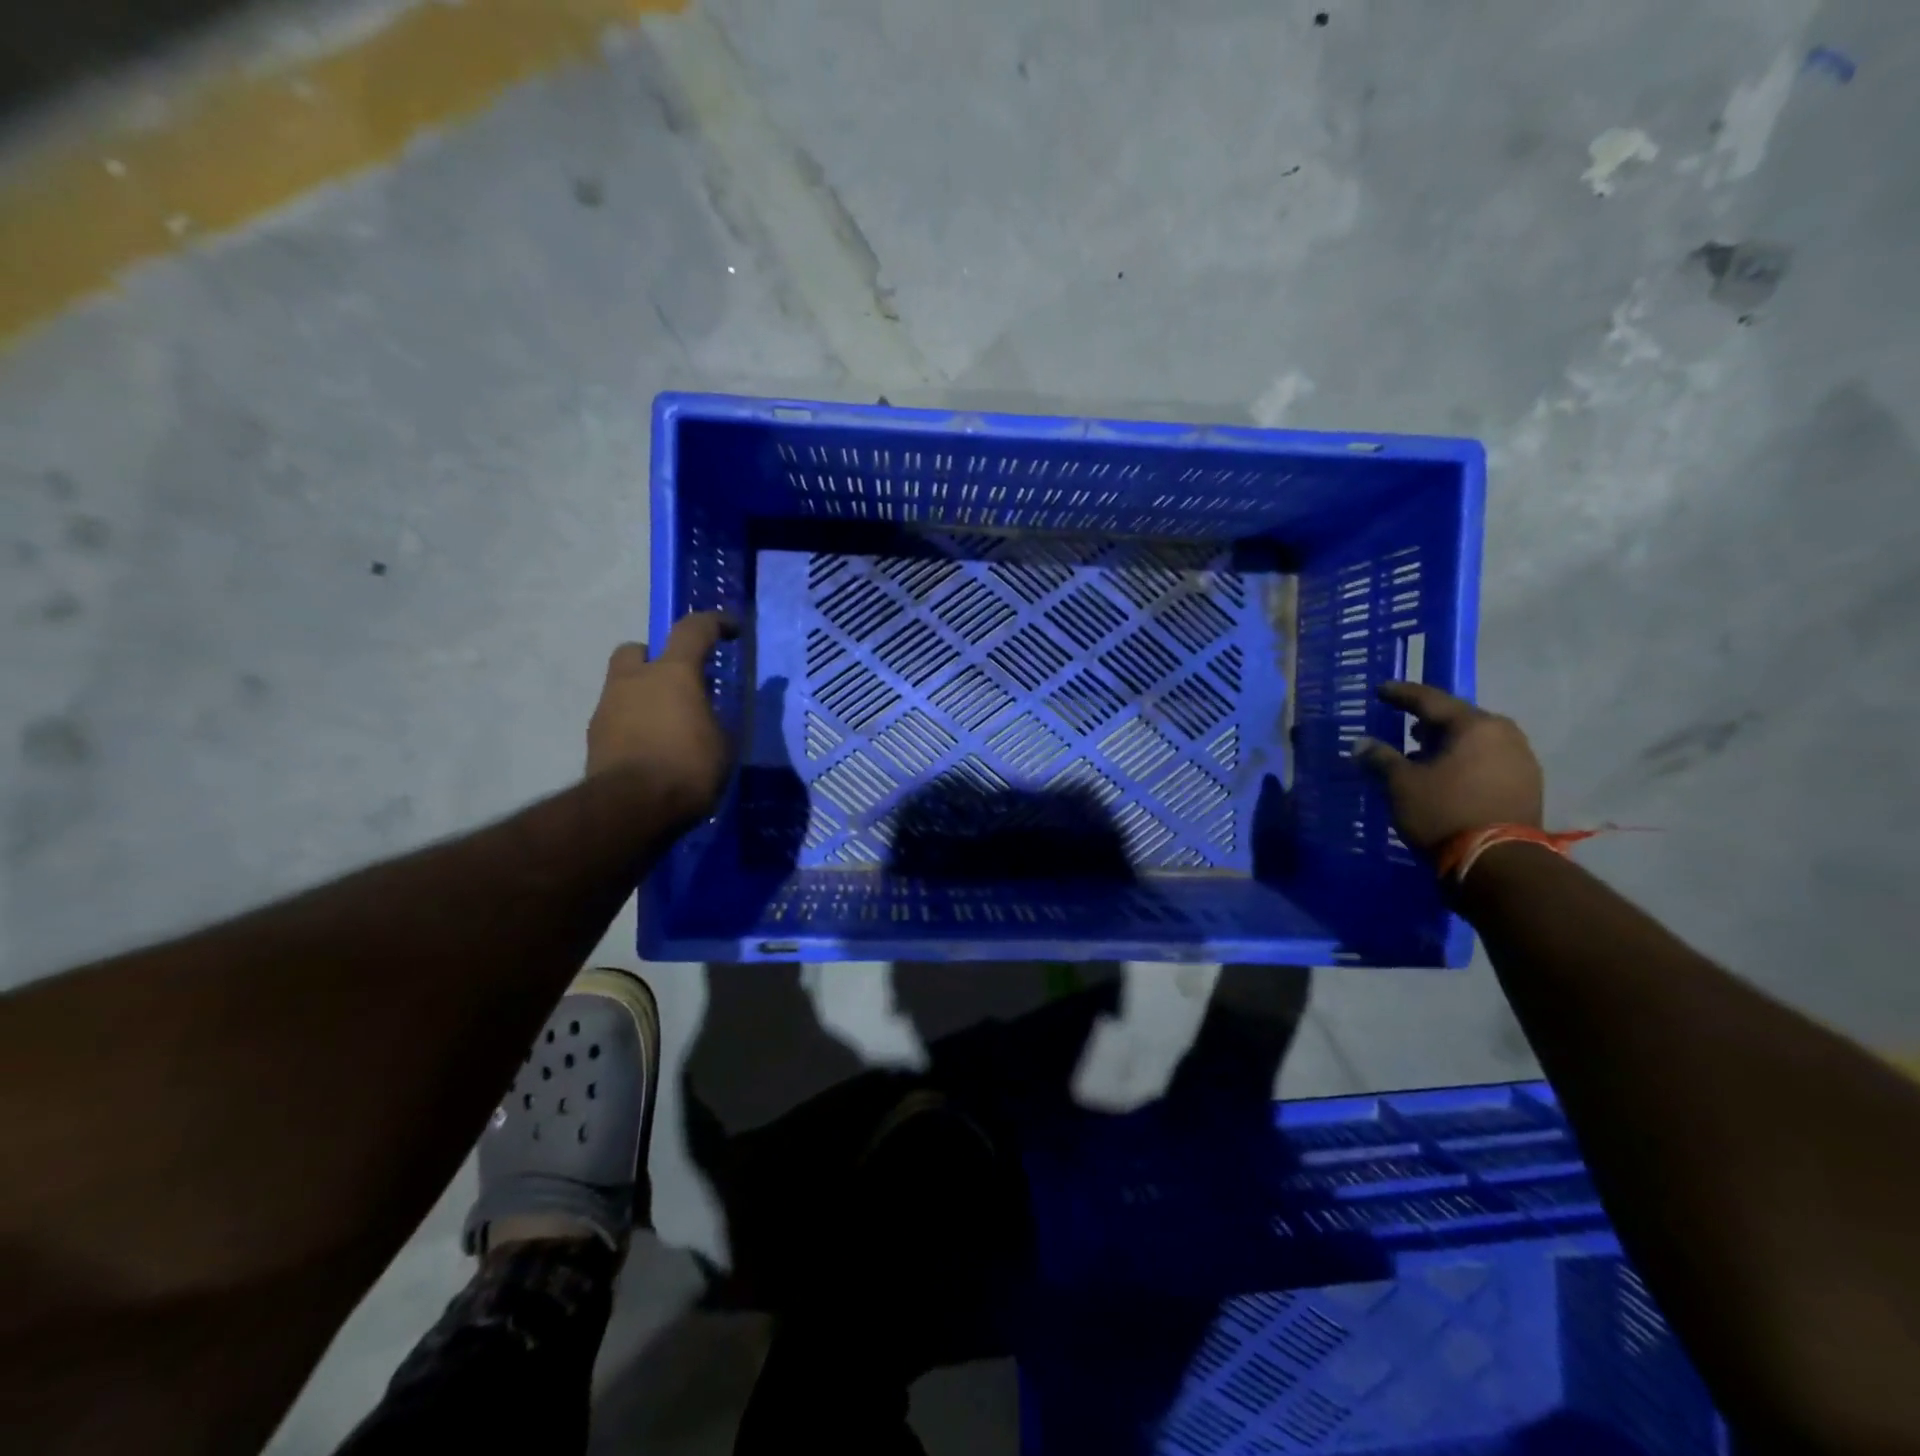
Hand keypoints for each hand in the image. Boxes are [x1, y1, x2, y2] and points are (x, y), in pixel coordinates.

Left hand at [586, 611, 739, 820]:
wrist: (630, 808)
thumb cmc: (687, 768)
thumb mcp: (723, 744)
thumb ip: (718, 720)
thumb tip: (714, 714)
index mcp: (673, 673)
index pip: (693, 629)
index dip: (715, 623)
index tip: (731, 629)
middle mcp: (634, 680)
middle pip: (638, 650)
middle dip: (655, 659)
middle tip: (678, 684)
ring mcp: (607, 707)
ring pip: (624, 687)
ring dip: (643, 698)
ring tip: (666, 728)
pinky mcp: (594, 738)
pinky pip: (617, 720)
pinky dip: (632, 727)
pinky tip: (650, 752)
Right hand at [1355, 682, 1543, 854]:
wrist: (1497, 863)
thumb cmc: (1443, 812)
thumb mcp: (1401, 784)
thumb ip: (1380, 758)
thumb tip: (1362, 744)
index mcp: (1475, 725)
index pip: (1431, 700)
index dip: (1402, 695)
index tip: (1381, 690)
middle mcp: (1504, 734)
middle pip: (1458, 719)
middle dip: (1428, 721)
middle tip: (1403, 724)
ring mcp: (1521, 760)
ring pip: (1474, 741)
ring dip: (1447, 744)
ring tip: (1421, 753)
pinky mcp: (1526, 785)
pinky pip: (1487, 760)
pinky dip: (1463, 761)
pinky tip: (1444, 774)